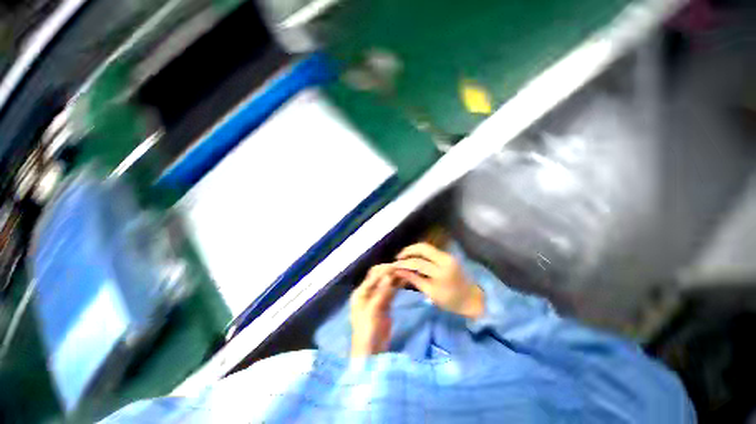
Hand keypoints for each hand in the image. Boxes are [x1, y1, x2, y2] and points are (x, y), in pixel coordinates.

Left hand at [350, 264, 398, 356]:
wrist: (371, 354)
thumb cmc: (367, 333)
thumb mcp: (372, 312)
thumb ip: (381, 293)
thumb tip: (389, 275)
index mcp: (361, 292)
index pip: (374, 275)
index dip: (385, 269)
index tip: (398, 265)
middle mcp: (368, 292)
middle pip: (380, 276)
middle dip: (391, 270)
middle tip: (404, 267)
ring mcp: (377, 298)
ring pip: (387, 283)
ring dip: (396, 276)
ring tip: (408, 270)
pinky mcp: (385, 305)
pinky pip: (391, 291)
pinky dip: (398, 285)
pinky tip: (406, 280)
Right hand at [393, 243, 483, 318]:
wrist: (473, 299)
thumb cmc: (451, 301)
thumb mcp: (430, 293)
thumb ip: (414, 279)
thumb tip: (399, 271)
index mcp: (441, 272)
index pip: (418, 263)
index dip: (404, 263)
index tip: (394, 265)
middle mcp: (445, 259)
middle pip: (422, 247)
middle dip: (408, 250)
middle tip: (398, 257)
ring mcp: (448, 255)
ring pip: (426, 246)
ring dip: (414, 249)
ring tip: (404, 256)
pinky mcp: (448, 255)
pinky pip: (431, 250)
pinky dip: (421, 252)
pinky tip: (414, 257)